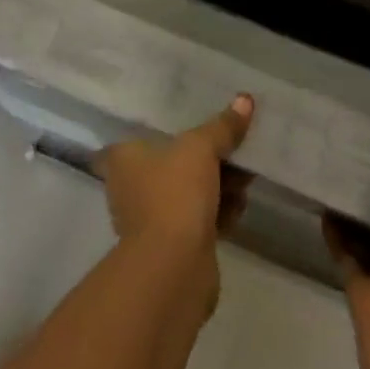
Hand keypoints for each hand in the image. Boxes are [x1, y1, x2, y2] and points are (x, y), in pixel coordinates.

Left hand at [99, 96, 253, 311]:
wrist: (174, 269)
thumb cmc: (175, 193)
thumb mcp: (201, 148)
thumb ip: (222, 126)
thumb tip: (245, 99)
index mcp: (124, 159)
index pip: (138, 135)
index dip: (161, 129)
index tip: (187, 122)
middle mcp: (132, 187)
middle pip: (172, 163)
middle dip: (207, 157)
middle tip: (235, 147)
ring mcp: (152, 220)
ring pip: (189, 191)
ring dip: (218, 185)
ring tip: (246, 176)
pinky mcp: (174, 247)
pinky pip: (200, 219)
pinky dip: (219, 212)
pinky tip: (241, 204)